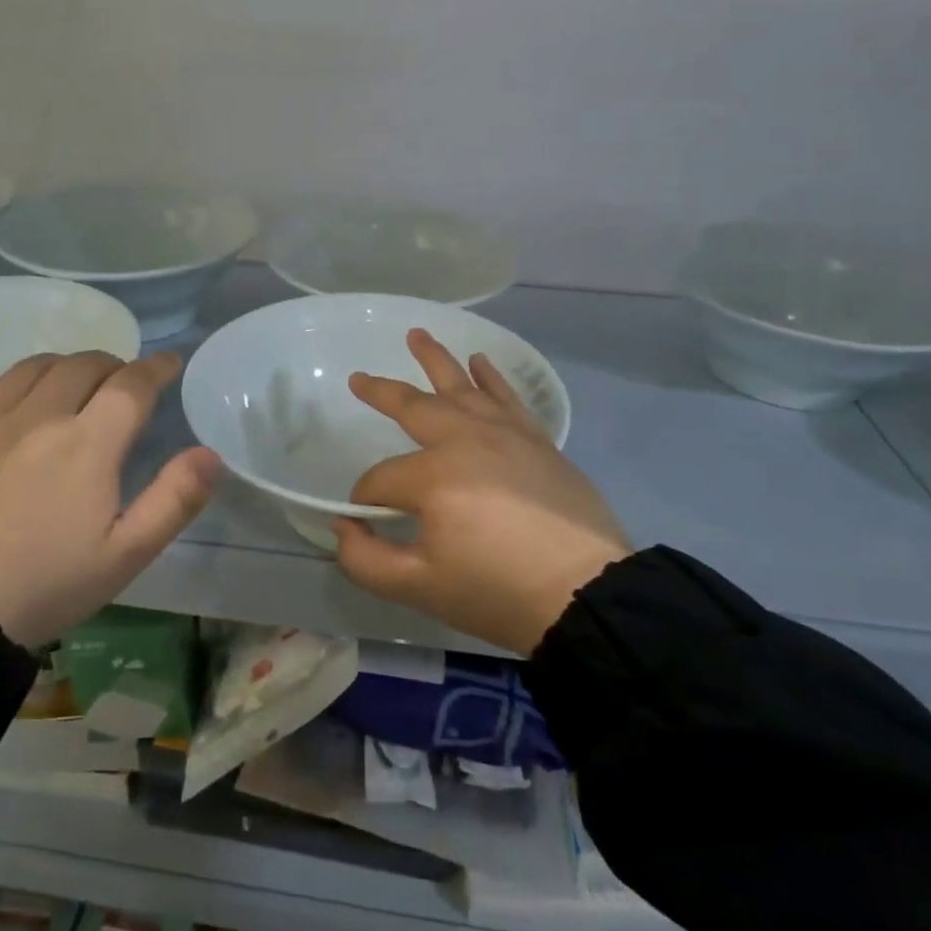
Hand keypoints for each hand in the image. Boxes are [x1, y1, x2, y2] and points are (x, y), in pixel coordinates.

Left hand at [0, 351, 220, 646]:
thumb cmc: (44, 586)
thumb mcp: (125, 556)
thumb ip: (174, 500)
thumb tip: (210, 454)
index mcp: (88, 444)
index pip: (131, 384)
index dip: (156, 367)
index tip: (170, 363)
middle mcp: (41, 417)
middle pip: (84, 364)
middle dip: (115, 364)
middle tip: (126, 383)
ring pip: (37, 367)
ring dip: (68, 365)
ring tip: (78, 383)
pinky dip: (23, 382)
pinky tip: (24, 403)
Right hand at [334, 330, 631, 654]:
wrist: (585, 594)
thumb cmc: (497, 592)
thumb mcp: (419, 588)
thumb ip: (366, 559)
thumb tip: (344, 526)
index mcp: (433, 476)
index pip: (382, 480)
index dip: (366, 500)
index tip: (365, 521)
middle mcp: (466, 440)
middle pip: (414, 407)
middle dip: (381, 393)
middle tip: (358, 378)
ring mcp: (505, 434)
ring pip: (462, 386)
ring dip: (435, 360)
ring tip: (417, 335)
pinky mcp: (536, 440)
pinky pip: (507, 397)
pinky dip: (491, 377)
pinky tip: (479, 361)